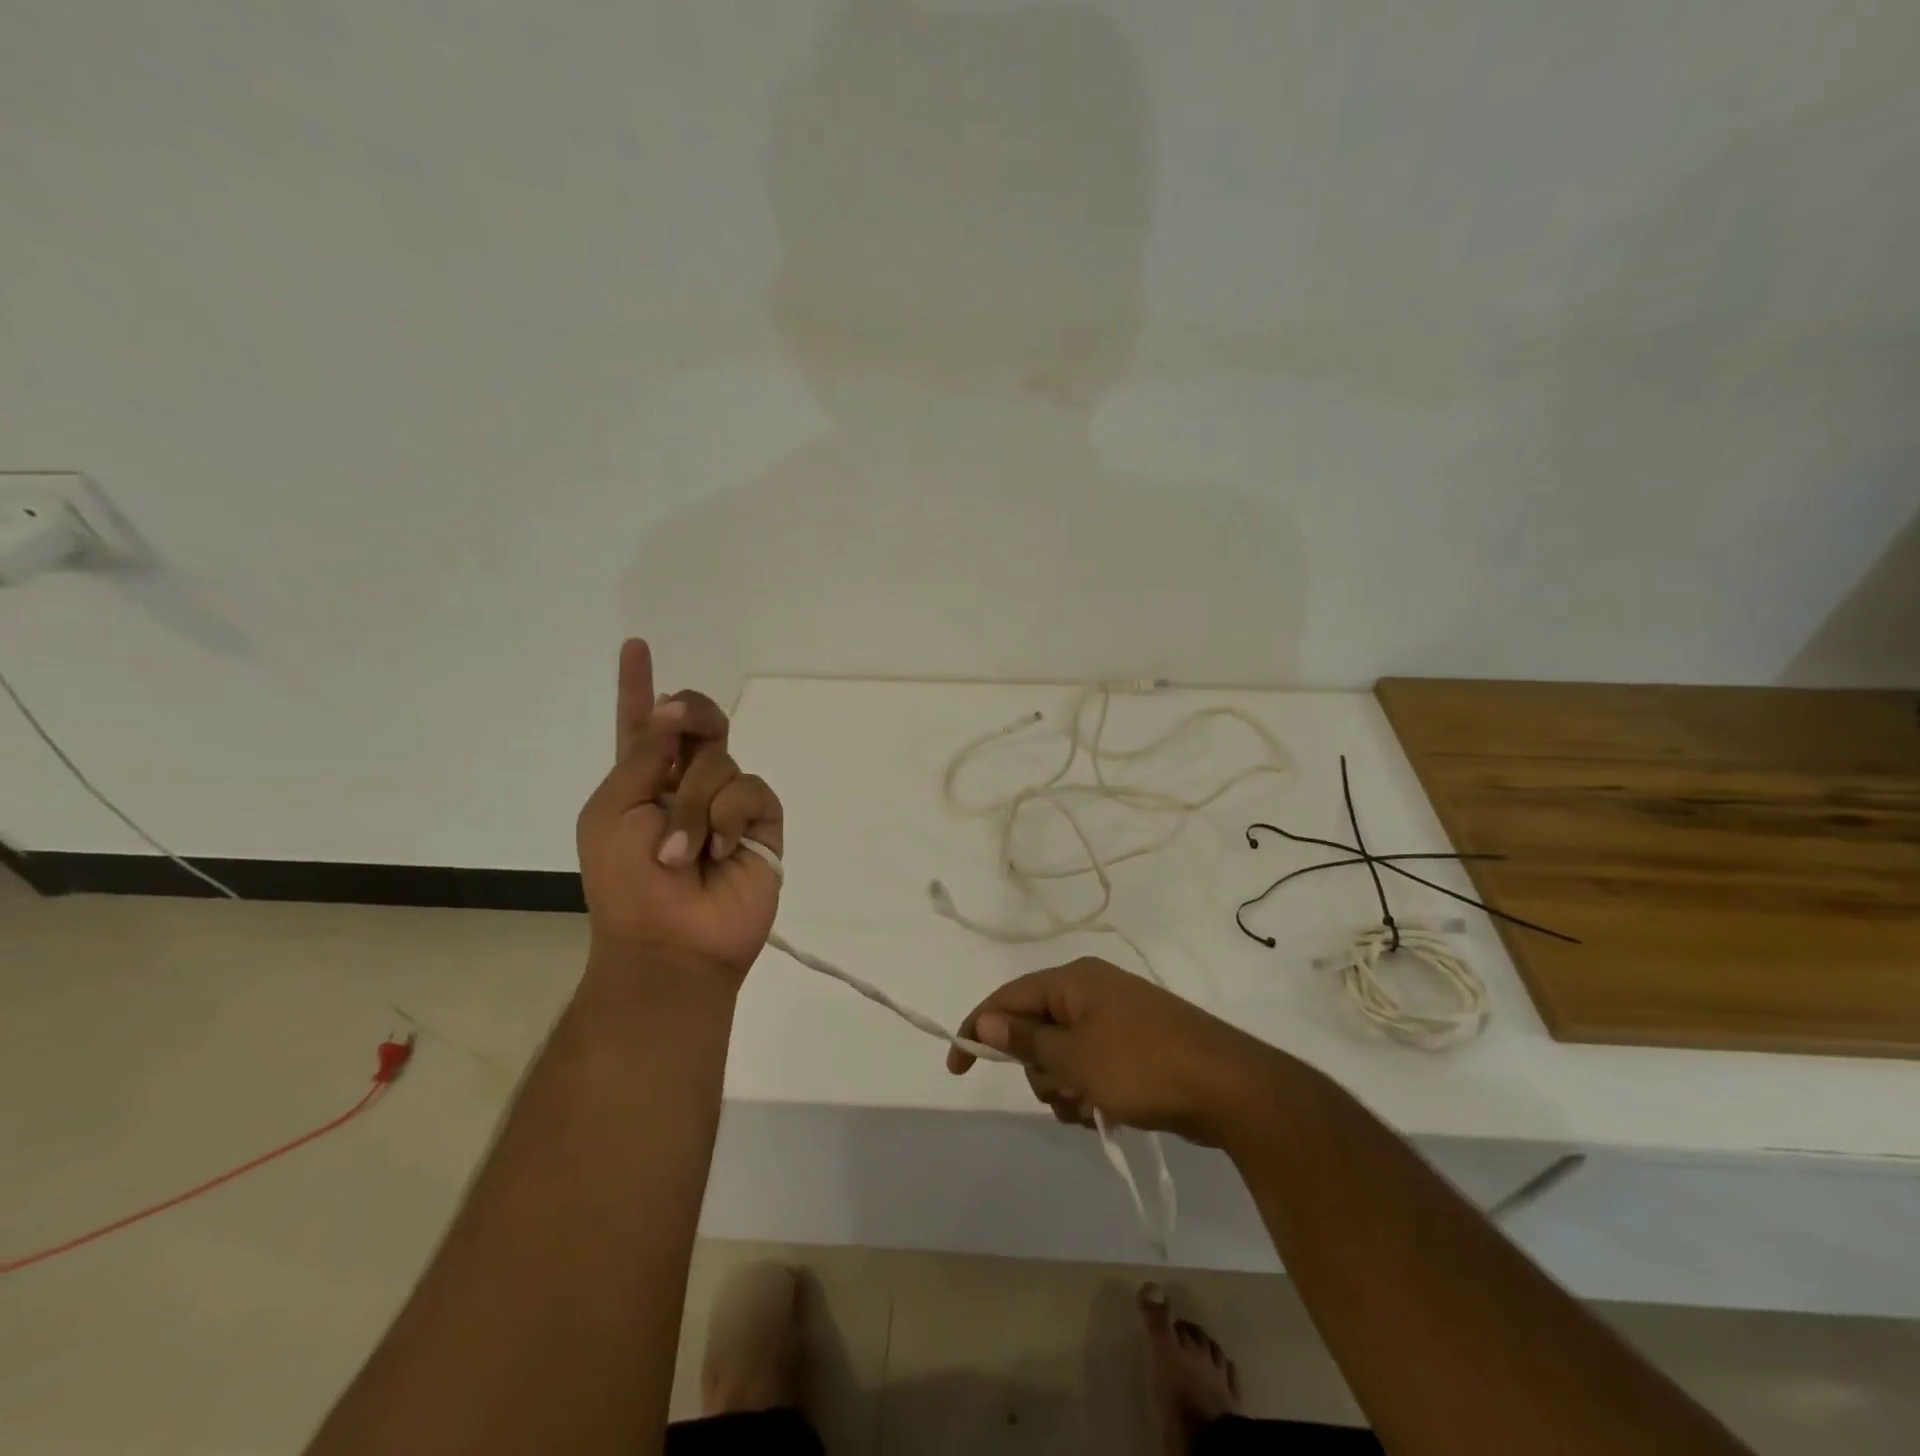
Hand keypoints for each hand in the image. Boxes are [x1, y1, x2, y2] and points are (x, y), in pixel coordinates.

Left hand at [576, 639, 783, 979]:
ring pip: (721, 761)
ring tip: (685, 853)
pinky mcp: (761, 820)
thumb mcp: (613, 811)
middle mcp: (686, 783)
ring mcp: (727, 801)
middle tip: (680, 719)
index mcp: (642, 781)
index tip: (636, 645)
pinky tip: (720, 850)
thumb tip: (677, 709)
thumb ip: (644, 754)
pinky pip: (751, 790)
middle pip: (699, 721)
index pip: (642, 724)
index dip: (638, 686)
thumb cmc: (626, 882)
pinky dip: (729, 817)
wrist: (671, 941)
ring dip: (695, 805)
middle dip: (691, 713)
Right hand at [947, 958, 1281, 1144]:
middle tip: (1056, 1092)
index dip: (978, 1027)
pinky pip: (1092, 1065)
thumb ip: (1026, 1038)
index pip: (1008, 997)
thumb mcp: (1075, 1057)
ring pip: (1064, 1053)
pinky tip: (1105, 1113)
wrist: (1230, 1087)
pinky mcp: (1137, 1045)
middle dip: (1036, 1068)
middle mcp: (1093, 990)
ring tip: (1088, 1109)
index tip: (958, 1067)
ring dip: (1063, 1086)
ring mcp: (1118, 1017)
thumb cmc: (1142, 1066)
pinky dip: (1089, 1090)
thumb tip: (985, 1018)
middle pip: (1036, 1027)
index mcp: (1074, 980)